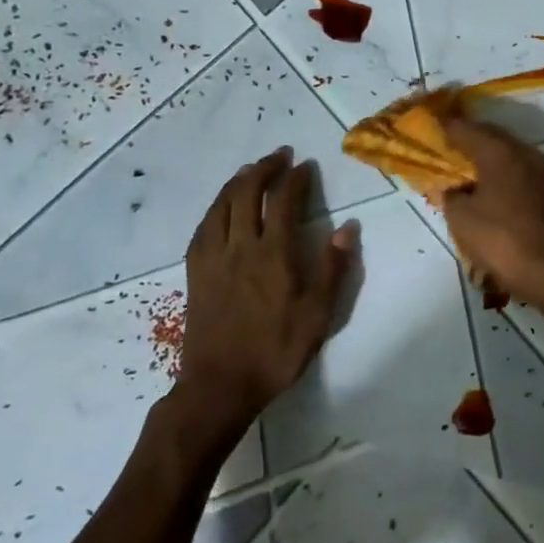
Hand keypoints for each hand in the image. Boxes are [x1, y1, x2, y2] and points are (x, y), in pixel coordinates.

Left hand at [175, 149, 355, 447]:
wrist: (219, 386)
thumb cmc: (276, 350)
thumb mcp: (318, 314)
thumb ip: (333, 268)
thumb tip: (347, 228)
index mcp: (273, 255)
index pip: (284, 202)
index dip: (295, 179)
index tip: (306, 165)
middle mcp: (240, 247)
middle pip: (246, 194)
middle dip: (264, 169)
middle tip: (279, 156)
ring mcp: (213, 259)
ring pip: (221, 206)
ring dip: (237, 182)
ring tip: (251, 170)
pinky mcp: (196, 273)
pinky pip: (203, 227)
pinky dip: (216, 207)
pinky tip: (222, 207)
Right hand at [440, 116, 543, 313]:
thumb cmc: (499, 239)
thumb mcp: (461, 218)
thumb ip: (450, 195)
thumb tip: (451, 188)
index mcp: (499, 152)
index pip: (468, 129)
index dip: (448, 127)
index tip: (433, 126)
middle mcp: (524, 153)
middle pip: (492, 137)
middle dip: (470, 138)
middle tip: (449, 144)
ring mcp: (543, 173)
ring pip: (510, 155)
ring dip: (489, 157)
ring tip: (469, 167)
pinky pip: (521, 173)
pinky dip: (504, 175)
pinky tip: (493, 189)